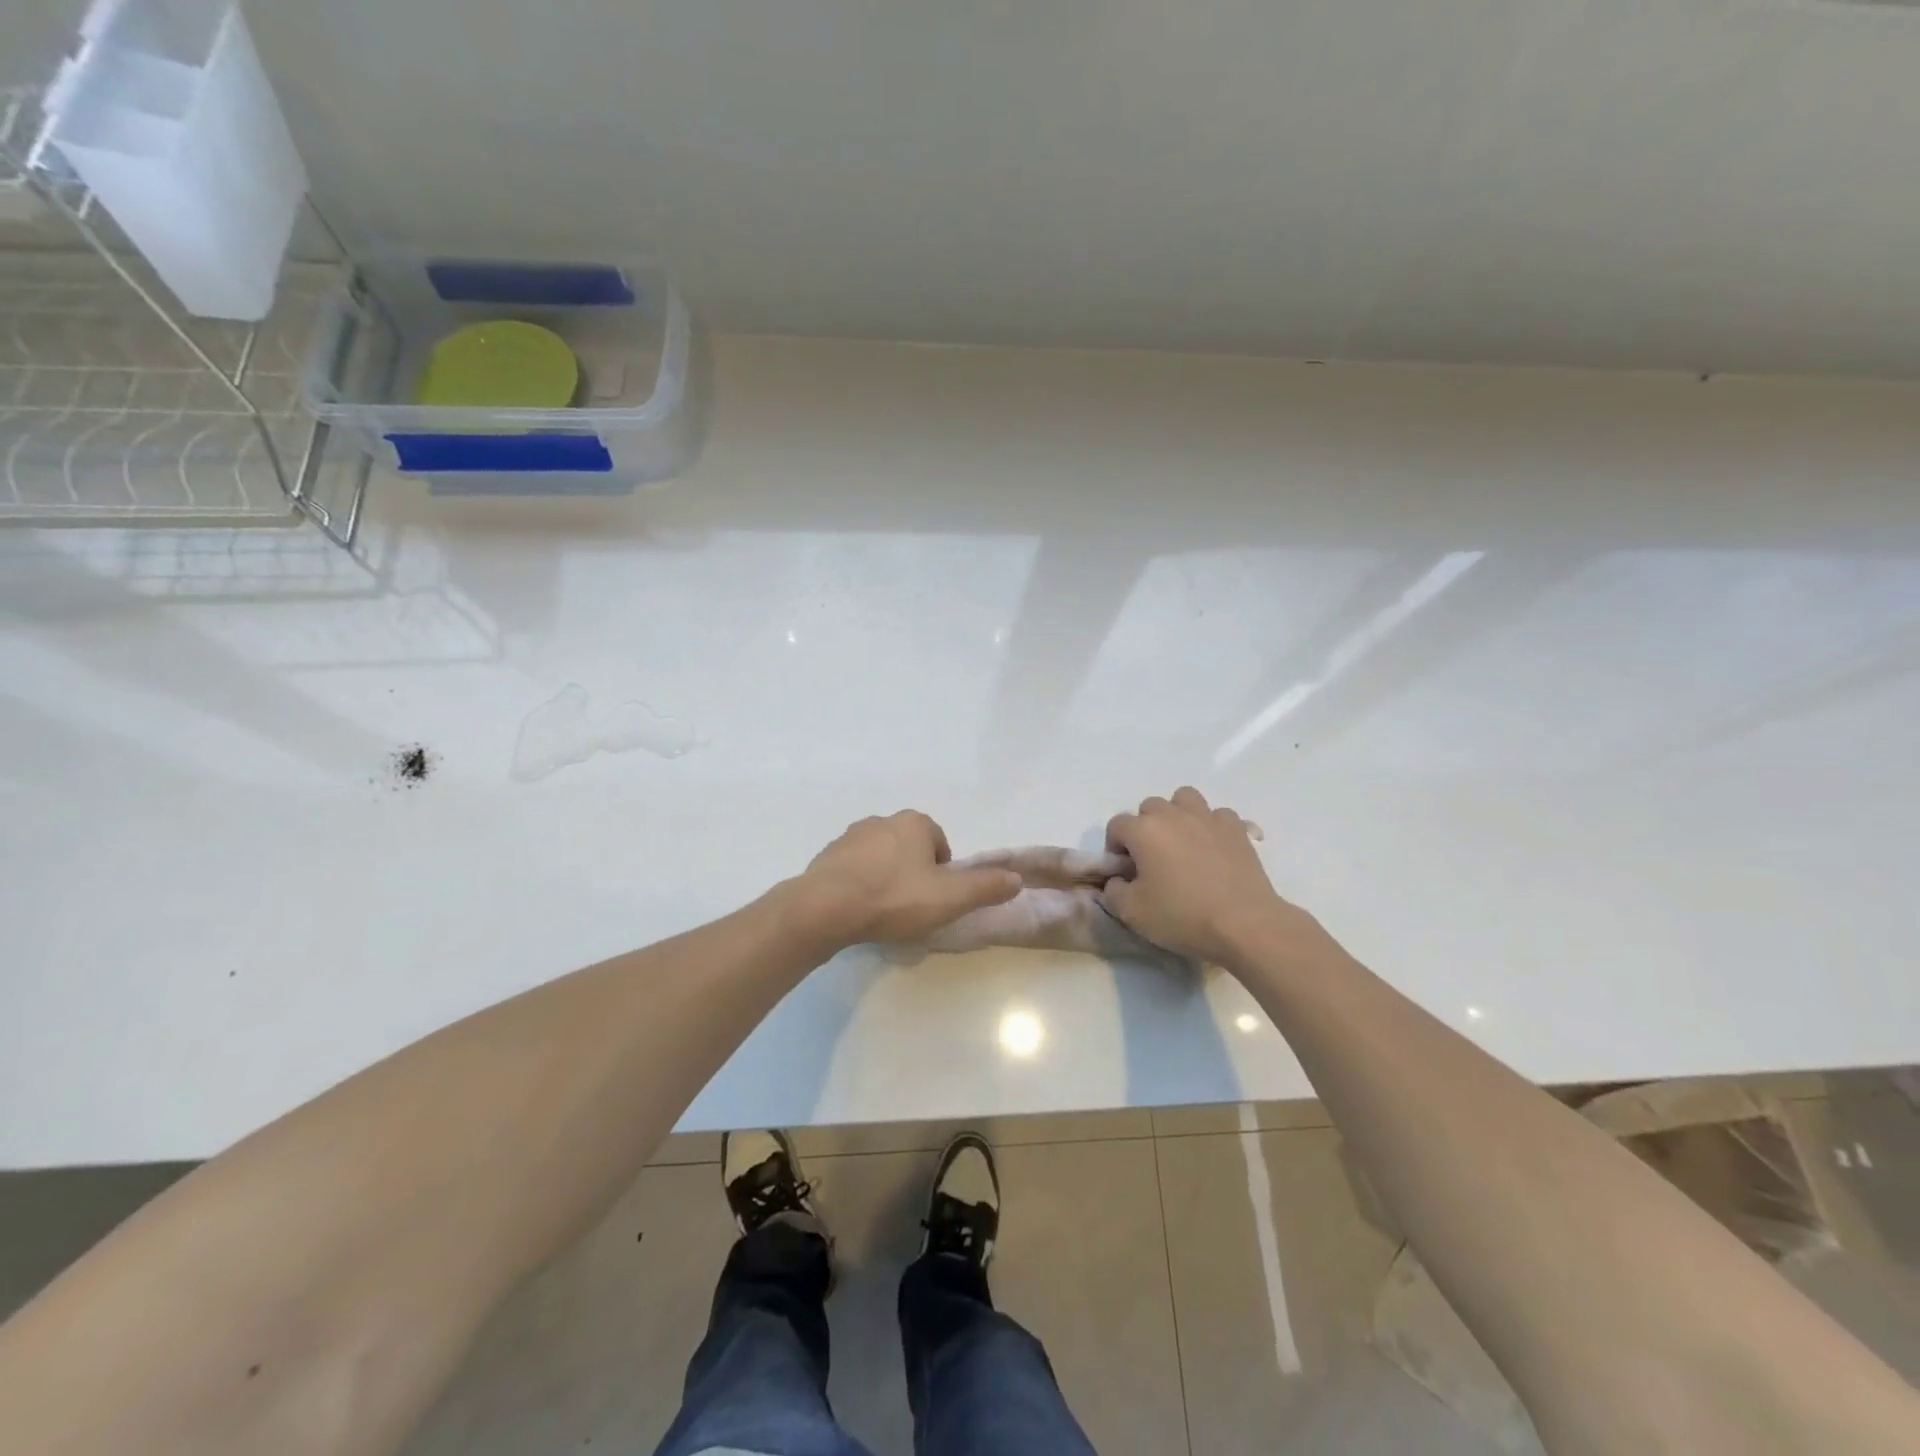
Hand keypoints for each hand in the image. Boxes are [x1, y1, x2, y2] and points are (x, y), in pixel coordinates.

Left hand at [793, 811, 1021, 946]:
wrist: (825, 908)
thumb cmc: (894, 899)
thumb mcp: (950, 898)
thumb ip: (985, 887)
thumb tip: (1017, 878)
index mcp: (914, 823)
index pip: (940, 844)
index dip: (943, 874)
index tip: (935, 900)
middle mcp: (883, 821)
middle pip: (911, 850)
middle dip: (914, 875)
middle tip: (912, 909)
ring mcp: (851, 836)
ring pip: (882, 858)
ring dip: (887, 879)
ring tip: (884, 913)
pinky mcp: (827, 856)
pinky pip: (854, 870)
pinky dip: (861, 885)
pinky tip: (859, 911)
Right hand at [1101, 787, 1313, 966]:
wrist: (1244, 924)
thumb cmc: (1182, 916)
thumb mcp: (1132, 913)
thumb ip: (1113, 891)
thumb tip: (1118, 880)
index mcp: (1144, 830)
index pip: (1117, 825)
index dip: (1114, 846)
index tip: (1125, 871)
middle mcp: (1174, 815)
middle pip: (1149, 807)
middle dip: (1145, 828)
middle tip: (1152, 859)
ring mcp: (1208, 818)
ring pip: (1184, 799)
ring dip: (1178, 816)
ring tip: (1182, 843)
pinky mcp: (1237, 829)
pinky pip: (1218, 815)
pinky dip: (1212, 826)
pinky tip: (1213, 848)